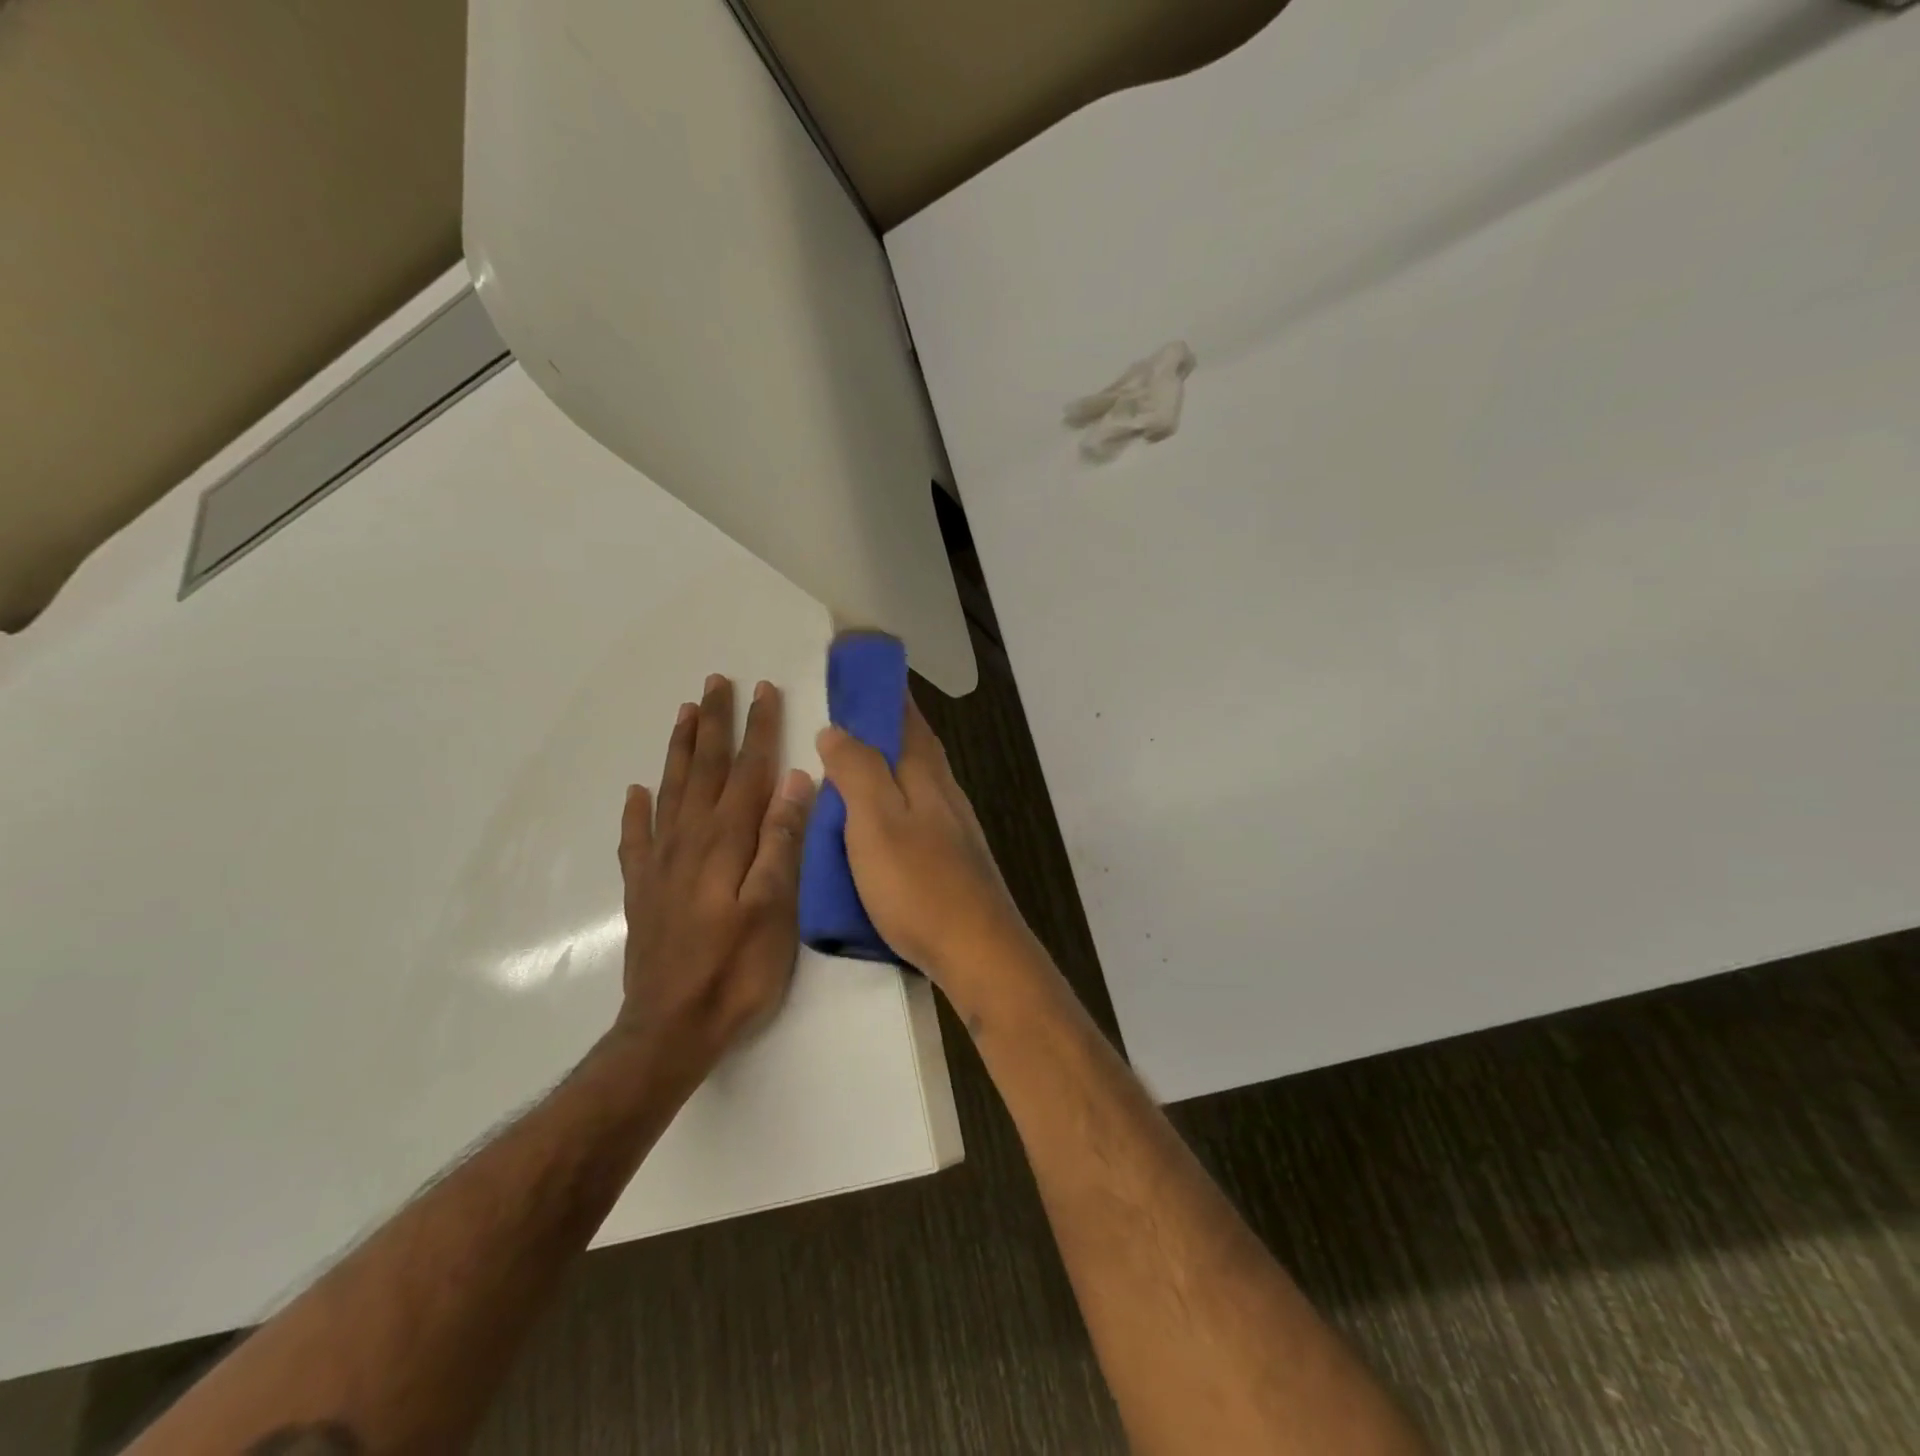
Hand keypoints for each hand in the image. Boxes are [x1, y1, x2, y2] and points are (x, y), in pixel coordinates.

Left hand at [617, 674, 816, 1075]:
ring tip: (684, 714)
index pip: (746, 771)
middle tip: (716, 682)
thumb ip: (781, 842)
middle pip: (702, 769)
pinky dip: (637, 811)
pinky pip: (636, 838)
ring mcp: (661, 865)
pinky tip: (636, 792)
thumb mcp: (774, 909)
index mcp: (727, 842)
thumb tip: (795, 780)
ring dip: (678, 749)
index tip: (763, 689)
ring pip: (669, 791)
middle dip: (713, 723)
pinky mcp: (644, 890)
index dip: (757, 729)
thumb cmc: (737, 972)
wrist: (671, 1030)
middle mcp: (689, 841)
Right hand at [816, 697, 1031, 1000]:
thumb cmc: (920, 884)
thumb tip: (836, 729)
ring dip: (887, 760)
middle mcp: (944, 791)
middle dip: (884, 721)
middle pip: (915, 743)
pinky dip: (891, 798)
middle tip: (843, 711)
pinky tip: (873, 817)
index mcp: (926, 774)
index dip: (883, 689)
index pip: (906, 715)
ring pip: (916, 777)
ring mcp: (952, 825)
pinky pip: (915, 809)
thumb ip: (857, 772)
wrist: (976, 950)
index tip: (857, 666)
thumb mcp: (876, 823)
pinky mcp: (950, 856)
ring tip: (848, 761)